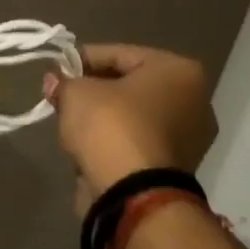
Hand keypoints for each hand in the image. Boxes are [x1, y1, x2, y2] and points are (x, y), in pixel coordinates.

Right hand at [43, 44, 216, 206]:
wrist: (133, 194)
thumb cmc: (110, 127)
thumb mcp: (76, 93)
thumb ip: (64, 81)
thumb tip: (54, 80)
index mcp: (179, 71)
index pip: (119, 54)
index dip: (81, 60)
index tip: (56, 70)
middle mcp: (195, 100)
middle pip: (130, 84)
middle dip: (93, 88)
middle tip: (61, 95)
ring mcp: (190, 137)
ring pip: (134, 115)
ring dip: (104, 116)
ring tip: (71, 121)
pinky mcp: (176, 167)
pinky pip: (138, 141)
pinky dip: (115, 140)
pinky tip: (89, 145)